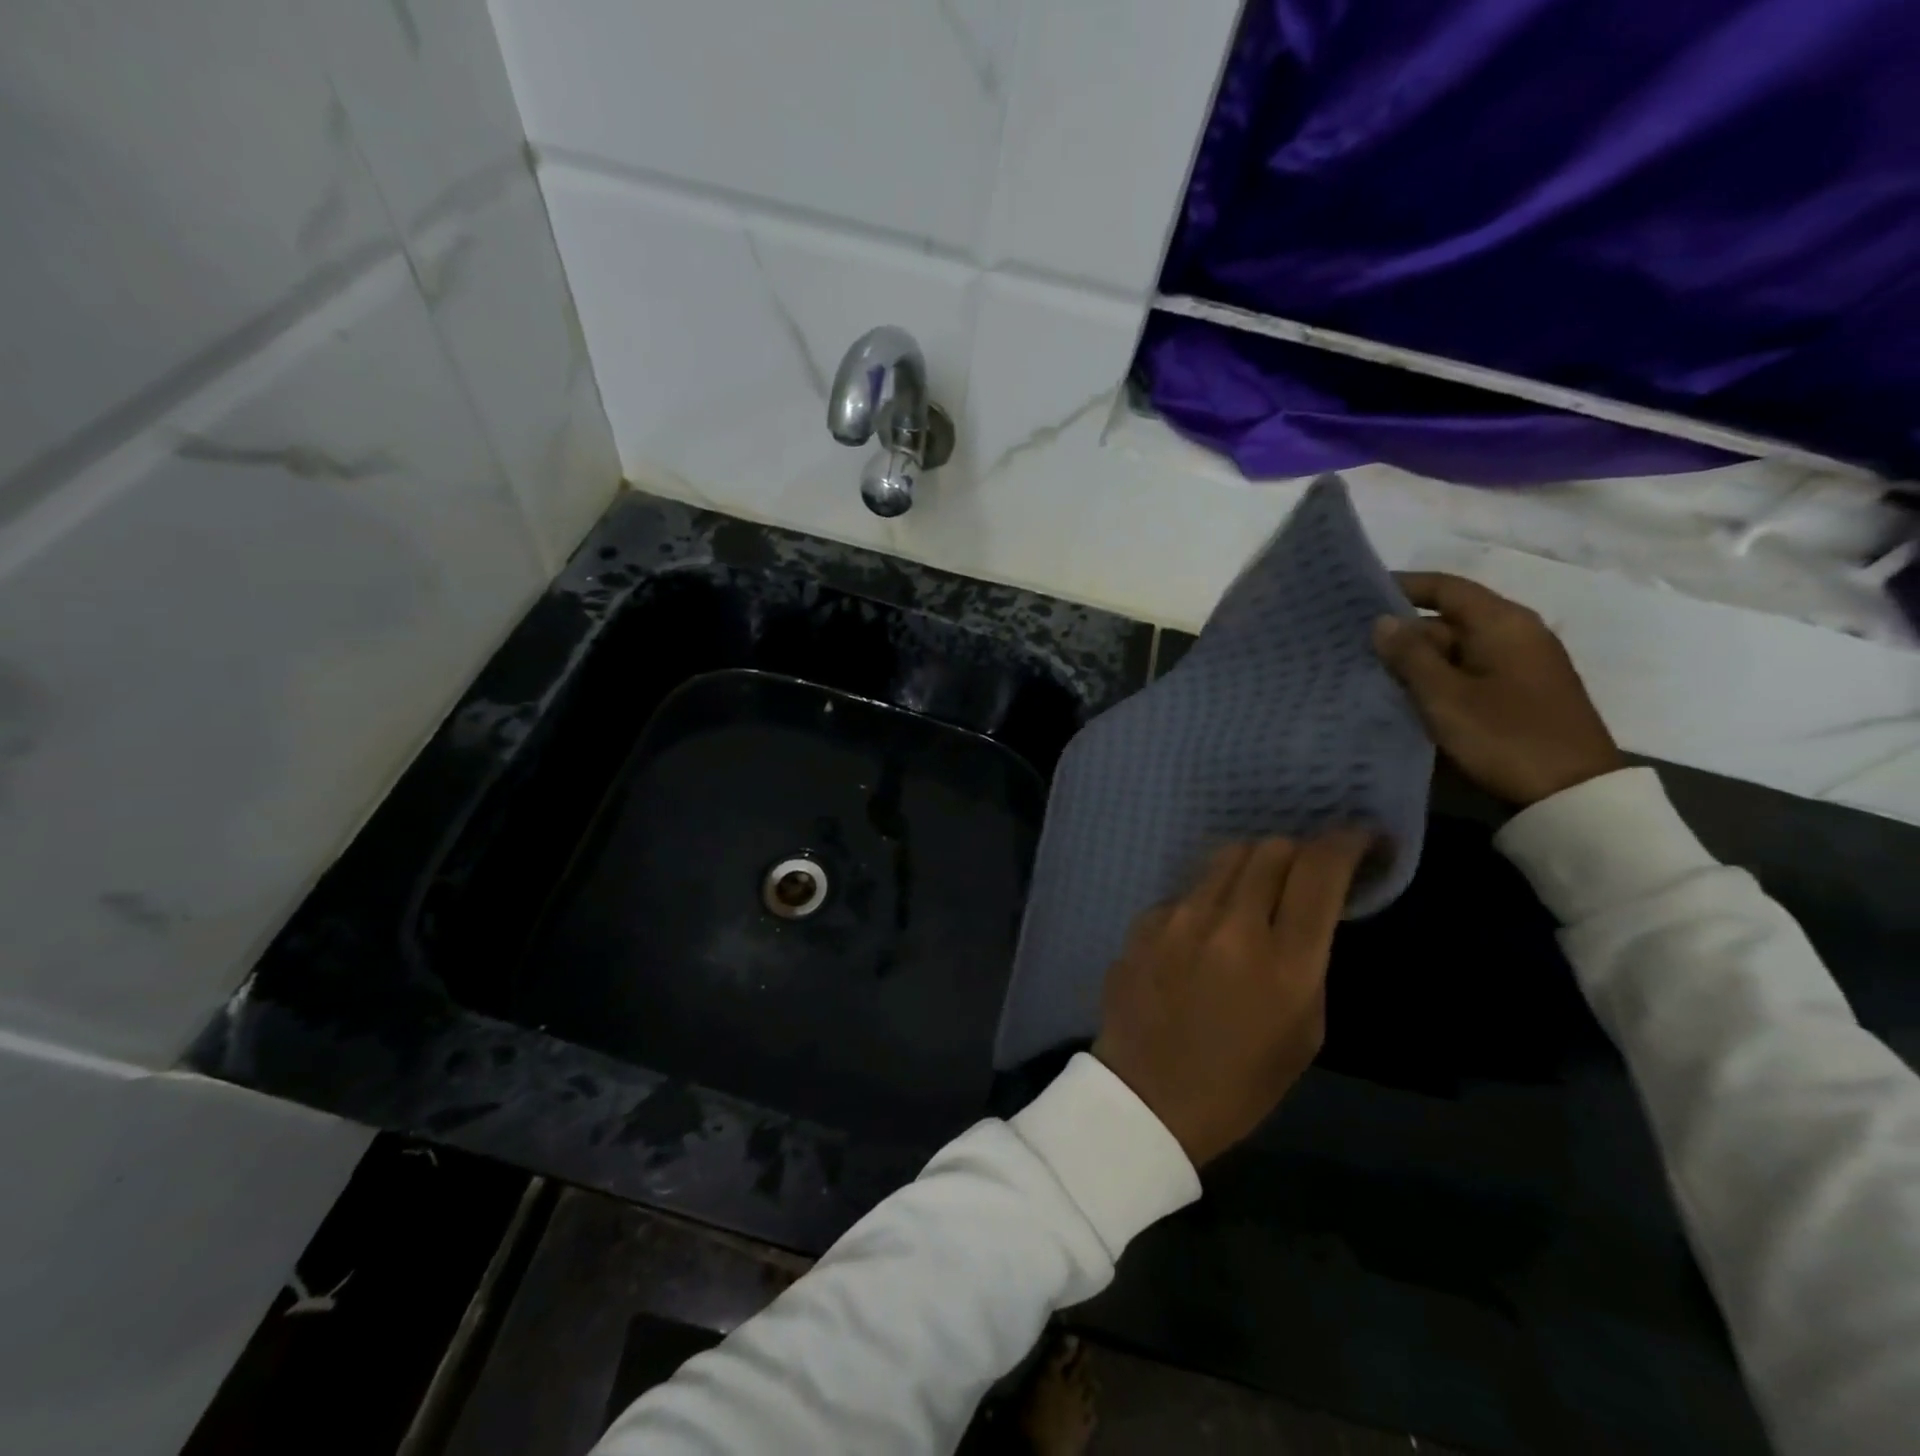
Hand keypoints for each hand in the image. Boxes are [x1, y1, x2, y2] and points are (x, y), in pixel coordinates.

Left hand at [1092, 832, 1369, 1167]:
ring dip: (1251, 866)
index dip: (1347, 843)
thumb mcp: (1303, 1032)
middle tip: (1305, 874)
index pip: (1320, 870)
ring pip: (1225, 858)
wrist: (1146, 1098)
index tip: (1361, 838)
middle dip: (1298, 853)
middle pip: (1271, 849)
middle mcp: (1230, 924)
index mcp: (1284, 962)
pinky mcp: (1142, 921)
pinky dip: (1207, 899)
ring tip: (1255, 893)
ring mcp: (1178, 917)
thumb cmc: (1239, 1083)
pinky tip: (1203, 933)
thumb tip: (1304, 911)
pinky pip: (1186, 890)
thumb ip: (1308, 961)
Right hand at [1372, 572, 1624, 807]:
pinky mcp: (1519, 694)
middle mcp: (1516, 634)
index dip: (1403, 586)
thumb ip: (1410, 655)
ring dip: (1416, 659)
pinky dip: (1436, 678)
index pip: (1446, 587)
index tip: (1360, 595)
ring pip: (1456, 649)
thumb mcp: (1445, 696)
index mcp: (1503, 623)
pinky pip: (1468, 673)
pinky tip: (1405, 696)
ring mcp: (1521, 666)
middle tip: (1353, 646)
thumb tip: (1382, 621)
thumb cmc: (1504, 736)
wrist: (1570, 794)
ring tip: (1369, 672)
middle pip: (1450, 619)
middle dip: (1403, 631)